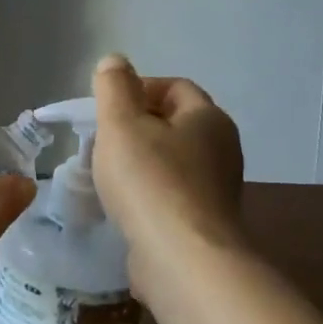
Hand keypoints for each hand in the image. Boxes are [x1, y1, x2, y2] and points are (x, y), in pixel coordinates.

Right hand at [90, 54, 248, 304]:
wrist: (183, 261)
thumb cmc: (150, 181)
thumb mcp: (121, 123)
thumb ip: (114, 87)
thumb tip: (115, 62)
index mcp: (208, 119)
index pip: (174, 87)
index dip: (138, 88)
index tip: (105, 108)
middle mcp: (221, 150)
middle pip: (172, 125)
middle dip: (134, 128)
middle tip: (100, 140)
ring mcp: (216, 190)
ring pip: (170, 162)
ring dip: (137, 163)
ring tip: (104, 176)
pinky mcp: (204, 224)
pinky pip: (170, 196)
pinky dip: (146, 195)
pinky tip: (121, 208)